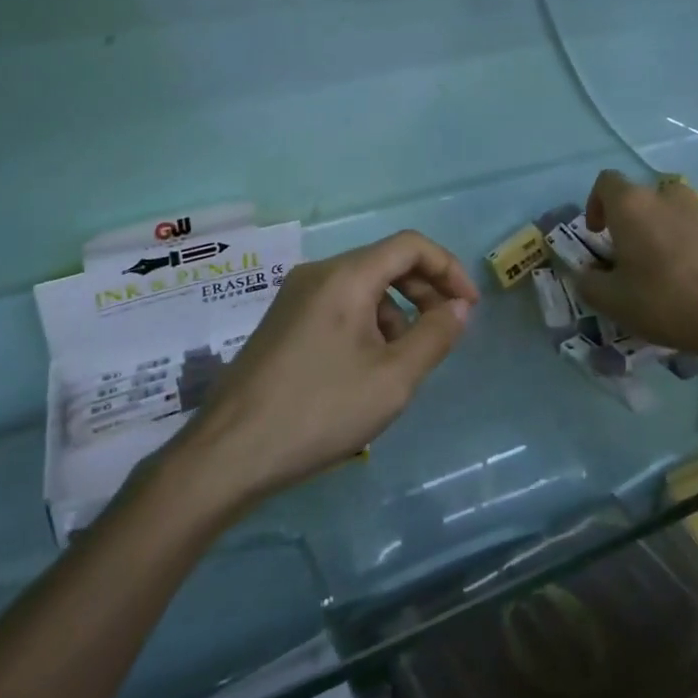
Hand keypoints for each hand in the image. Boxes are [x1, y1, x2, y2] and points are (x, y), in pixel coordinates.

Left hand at [168, 231, 479, 509]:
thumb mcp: (392, 379)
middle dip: (424, 292)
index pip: (410, 245)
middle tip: (445, 334)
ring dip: (396, 313)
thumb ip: (435, 336)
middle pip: (385, 262)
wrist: (229, 453)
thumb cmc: (319, 411)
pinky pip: (339, 306)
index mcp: (346, 275)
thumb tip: (459, 307)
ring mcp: (295, 297)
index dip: (448, 268)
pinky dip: (367, 325)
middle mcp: (318, 273)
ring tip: (402, 364)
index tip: (468, 308)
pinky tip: (366, 370)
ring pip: (363, 287)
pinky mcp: (283, 322)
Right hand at [576, 170, 697, 370]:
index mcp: (634, 206)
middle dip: (639, 221)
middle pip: (647, 198)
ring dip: (673, 231)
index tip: (600, 233)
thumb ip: (588, 282)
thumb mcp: (612, 302)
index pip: (606, 182)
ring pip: (682, 212)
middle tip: (638, 256)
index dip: (597, 203)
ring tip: (677, 268)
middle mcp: (671, 197)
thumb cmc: (667, 302)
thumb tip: (586, 273)